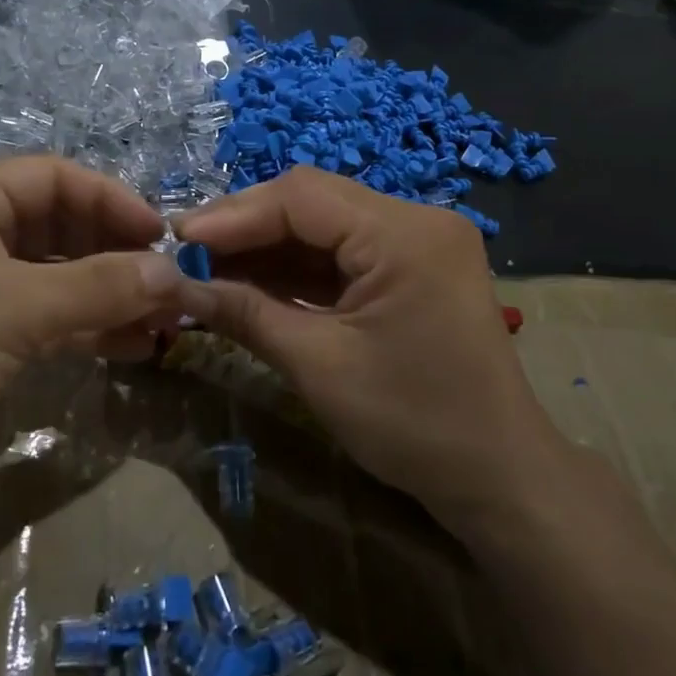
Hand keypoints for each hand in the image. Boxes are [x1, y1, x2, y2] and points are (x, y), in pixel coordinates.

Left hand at [0, 156, 185, 526]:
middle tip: (169, 283)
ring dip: (114, 293)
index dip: (109, 198)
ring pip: (64, 276)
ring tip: (166, 319)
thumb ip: (99, 285)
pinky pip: (56, 318)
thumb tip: (174, 273)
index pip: (51, 178)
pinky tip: (136, 346)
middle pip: (62, 226)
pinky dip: (95, 327)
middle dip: (117, 251)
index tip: (159, 236)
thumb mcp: (15, 308)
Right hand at [175, 167, 559, 527]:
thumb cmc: (414, 423)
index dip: (233, 214)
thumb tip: (178, 286)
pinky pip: (341, 255)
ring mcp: (416, 243)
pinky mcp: (410, 269)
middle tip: (187, 254)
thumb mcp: (319, 366)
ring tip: (207, 270)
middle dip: (246, 228)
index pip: (302, 196)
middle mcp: (416, 220)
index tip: (177, 238)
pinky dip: (295, 270)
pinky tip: (250, 282)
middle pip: (312, 202)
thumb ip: (247, 314)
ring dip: (266, 248)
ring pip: (323, 227)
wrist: (498, 479)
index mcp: (405, 233)